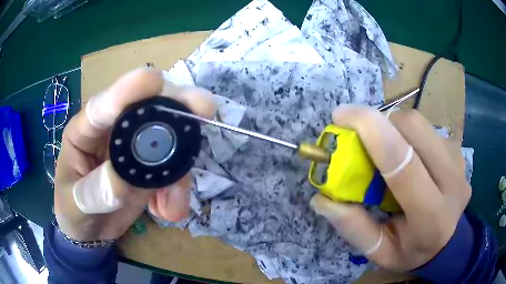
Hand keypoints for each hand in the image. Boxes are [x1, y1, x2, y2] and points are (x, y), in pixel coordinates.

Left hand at [54, 67, 214, 240]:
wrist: (89, 230)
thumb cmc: (73, 211)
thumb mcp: (74, 206)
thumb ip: (93, 193)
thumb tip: (121, 181)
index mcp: (85, 131)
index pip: (104, 105)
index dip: (128, 89)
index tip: (154, 79)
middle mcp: (112, 131)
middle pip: (147, 108)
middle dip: (175, 109)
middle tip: (205, 108)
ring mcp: (134, 148)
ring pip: (168, 140)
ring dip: (179, 169)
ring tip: (173, 206)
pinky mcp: (150, 167)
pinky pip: (173, 169)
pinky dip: (177, 190)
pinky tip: (168, 211)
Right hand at [310, 106, 470, 271]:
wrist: (448, 242)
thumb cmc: (412, 251)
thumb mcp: (379, 252)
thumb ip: (354, 228)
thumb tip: (323, 199)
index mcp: (431, 217)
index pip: (404, 165)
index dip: (372, 131)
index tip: (341, 116)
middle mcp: (452, 182)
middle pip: (413, 128)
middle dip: (381, 124)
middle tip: (363, 139)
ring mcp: (458, 161)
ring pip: (419, 123)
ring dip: (394, 129)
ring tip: (387, 152)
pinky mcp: (457, 150)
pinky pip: (427, 128)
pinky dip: (408, 134)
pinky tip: (408, 156)